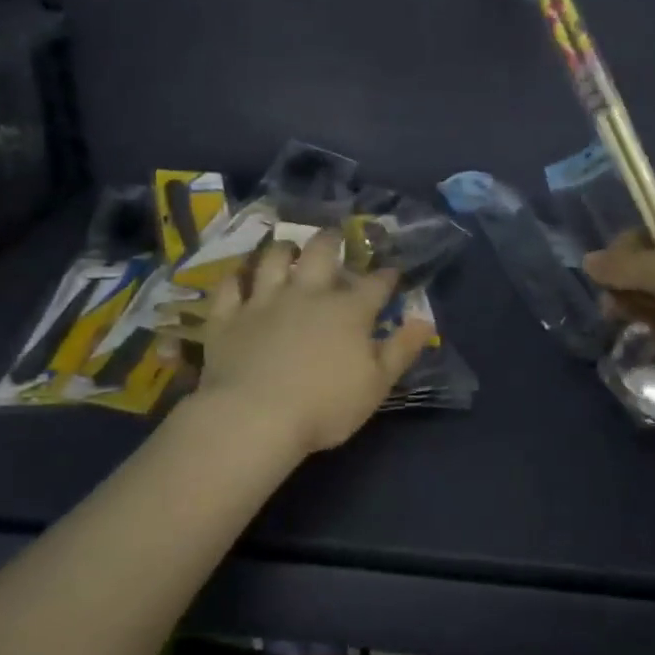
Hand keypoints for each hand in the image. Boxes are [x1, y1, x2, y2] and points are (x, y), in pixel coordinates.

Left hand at [190, 230, 434, 457]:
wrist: (254, 417)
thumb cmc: (325, 406)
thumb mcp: (377, 385)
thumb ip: (402, 350)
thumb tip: (425, 321)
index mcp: (348, 310)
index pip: (375, 284)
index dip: (386, 275)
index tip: (392, 270)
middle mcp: (307, 294)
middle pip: (321, 253)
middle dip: (331, 241)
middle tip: (335, 237)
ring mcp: (264, 301)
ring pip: (273, 260)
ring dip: (283, 249)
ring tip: (288, 247)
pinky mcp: (229, 317)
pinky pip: (230, 286)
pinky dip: (237, 277)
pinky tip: (240, 276)